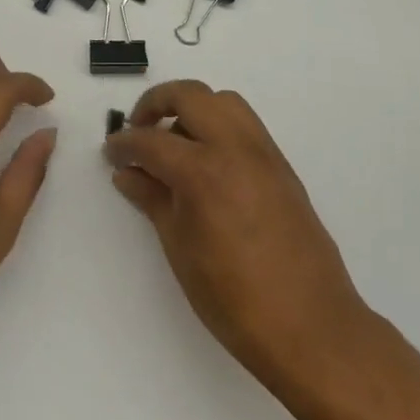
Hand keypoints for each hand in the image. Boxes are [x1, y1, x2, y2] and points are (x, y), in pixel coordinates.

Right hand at [103, 81, 369, 378]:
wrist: (308, 323)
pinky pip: (246, 127)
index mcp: (204, 171)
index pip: (152, 140)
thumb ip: (153, 200)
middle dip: (157, 103)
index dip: (124, 144)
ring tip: (174, 145)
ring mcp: (265, 155)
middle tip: (138, 130)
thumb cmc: (232, 297)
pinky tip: (206, 165)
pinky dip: (220, 127)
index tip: (111, 152)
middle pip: (192, 96)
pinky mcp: (283, 168)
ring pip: (225, 103)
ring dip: (193, 109)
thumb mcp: (180, 248)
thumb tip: (128, 173)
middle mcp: (237, 149)